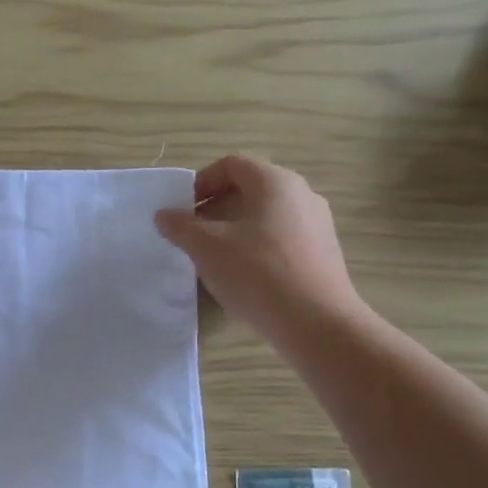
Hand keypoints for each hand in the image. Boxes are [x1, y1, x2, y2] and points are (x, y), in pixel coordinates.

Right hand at [153, 155, 366, 349]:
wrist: (316, 323)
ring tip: (214, 258)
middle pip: (250, 189)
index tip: (183, 210)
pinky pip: (281, 239)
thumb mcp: (206, 247)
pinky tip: (244, 277)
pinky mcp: (323, 254)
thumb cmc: (257, 273)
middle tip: (192, 234)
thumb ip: (180, 226)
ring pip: (266, 216)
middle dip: (215, 208)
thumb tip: (164, 215)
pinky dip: (256, 248)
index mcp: (275, 182)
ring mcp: (317, 225)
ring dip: (234, 229)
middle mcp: (302, 194)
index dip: (201, 182)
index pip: (232, 164)